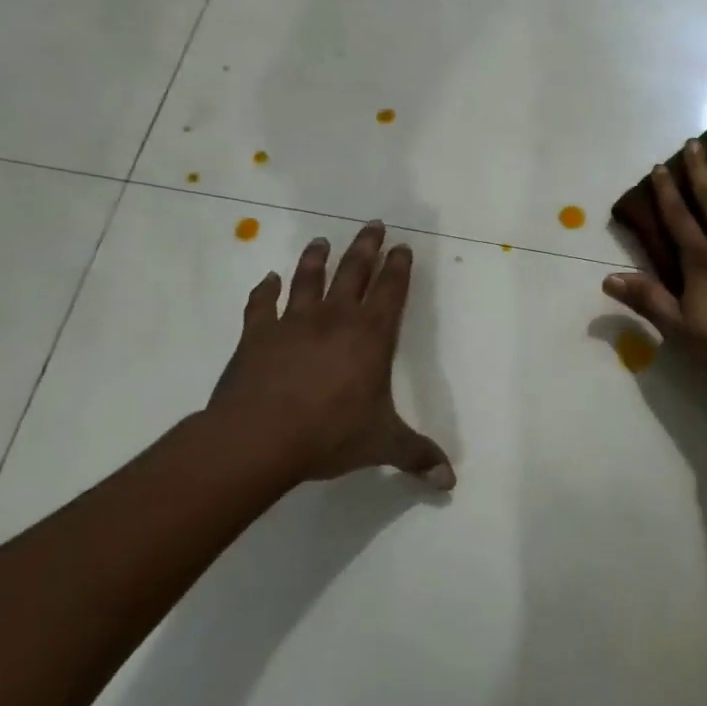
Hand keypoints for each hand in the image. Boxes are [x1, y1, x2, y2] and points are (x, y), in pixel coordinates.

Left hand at [207, 221, 455, 489]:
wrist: (259, 437)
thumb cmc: (330, 433)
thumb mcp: (382, 444)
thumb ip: (417, 455)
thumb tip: (450, 481)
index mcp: (371, 335)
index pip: (391, 291)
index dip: (399, 267)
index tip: (402, 247)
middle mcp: (335, 318)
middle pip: (353, 271)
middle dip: (366, 247)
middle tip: (373, 224)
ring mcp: (293, 322)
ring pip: (308, 279)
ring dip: (316, 258)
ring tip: (322, 241)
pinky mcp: (256, 335)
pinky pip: (261, 305)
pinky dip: (264, 290)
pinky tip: (267, 280)